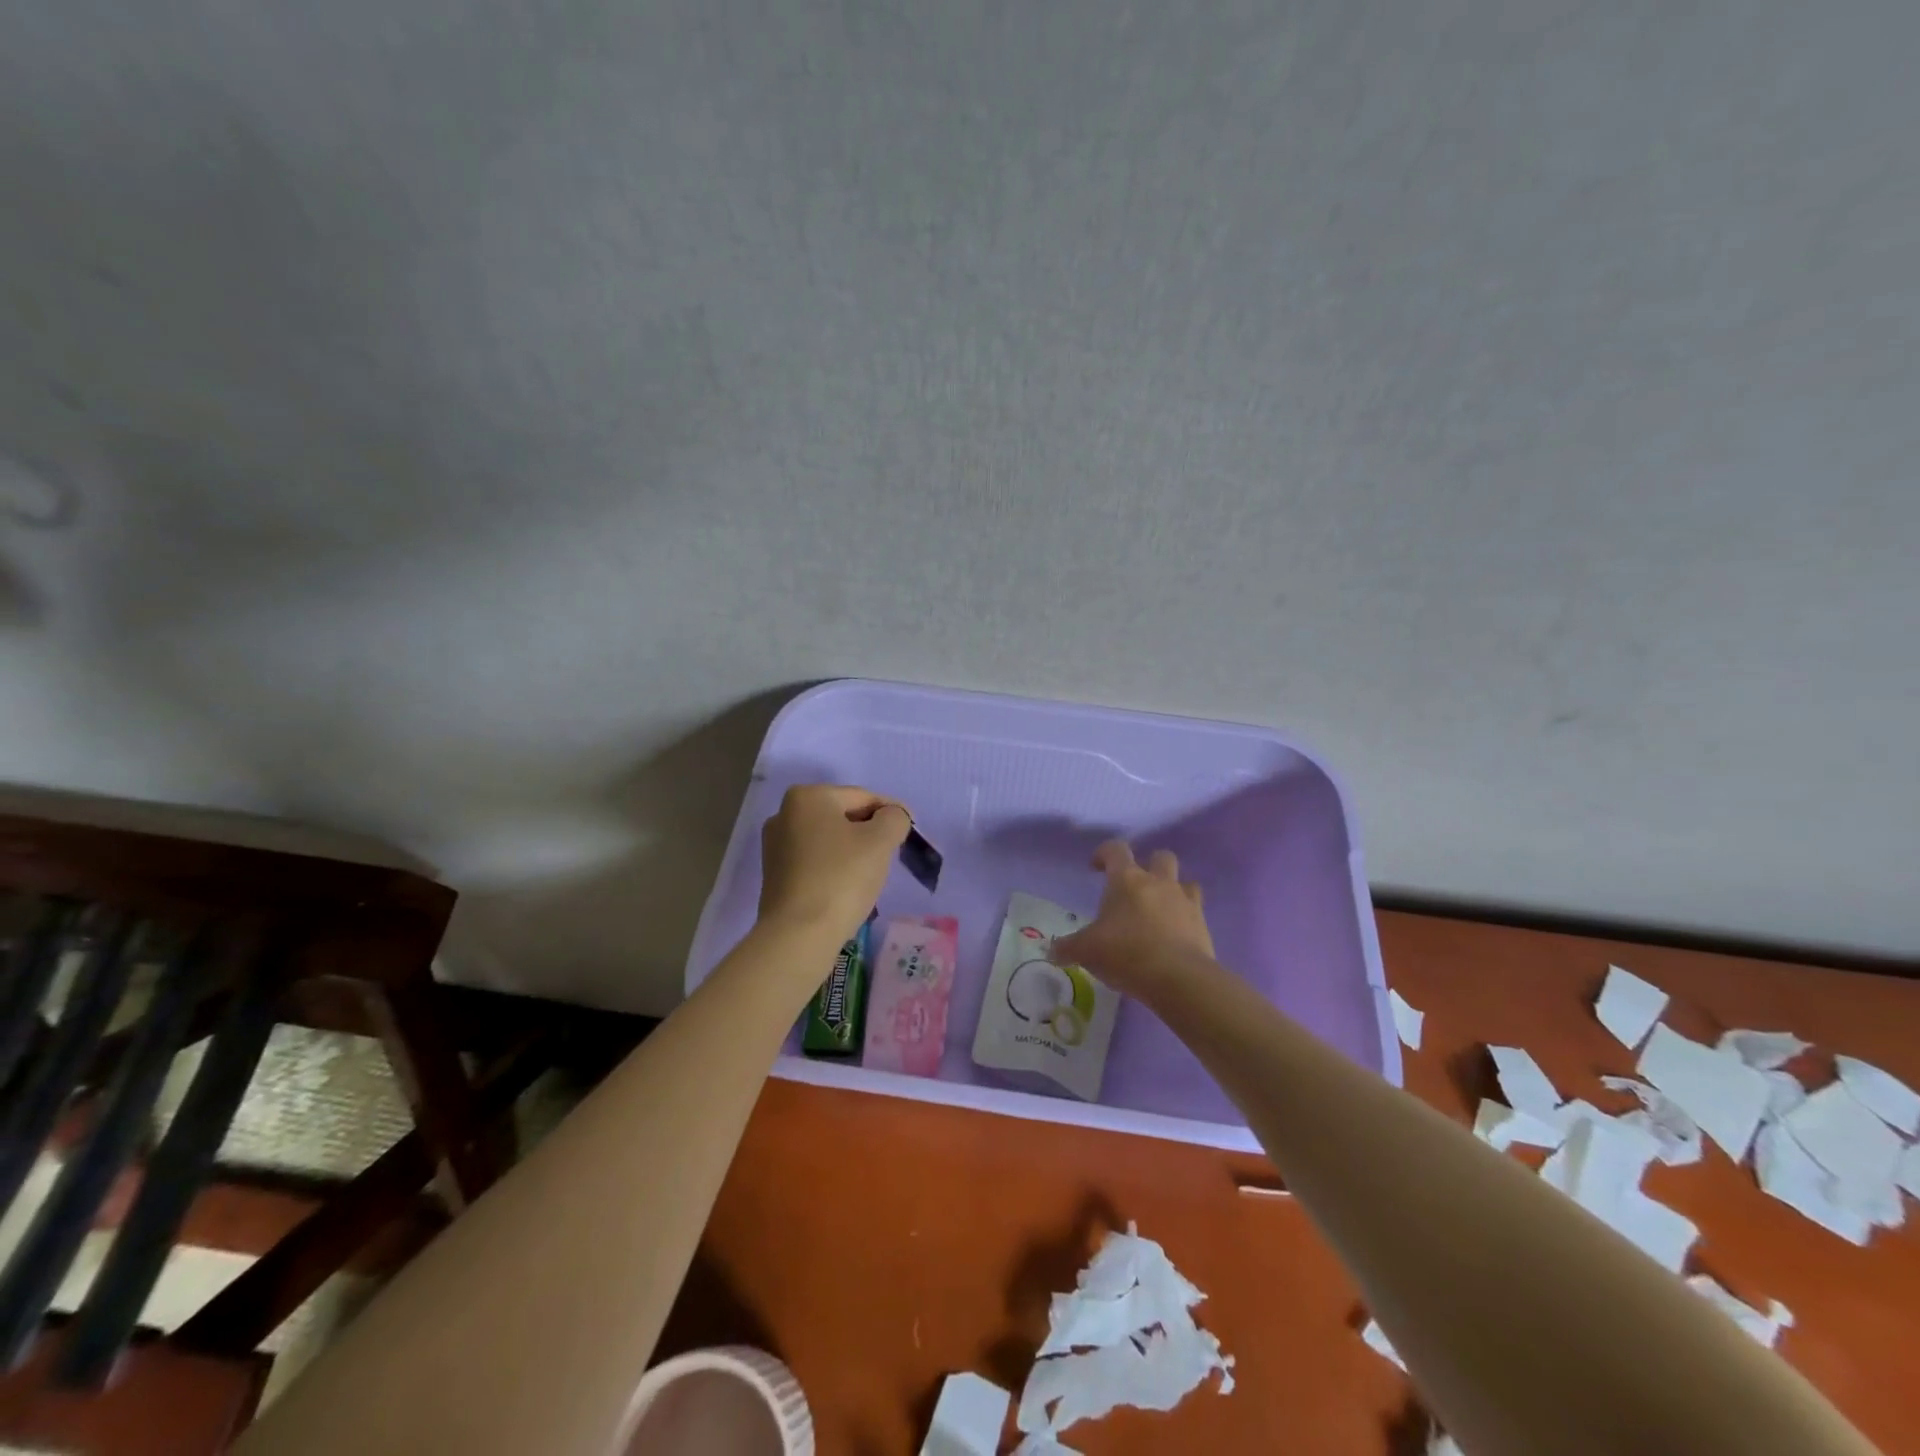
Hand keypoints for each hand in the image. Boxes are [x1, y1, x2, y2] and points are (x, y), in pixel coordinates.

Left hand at [758, 784, 911, 944]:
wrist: (798, 935)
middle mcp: (784, 814)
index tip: (911, 830)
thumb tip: (891, 818)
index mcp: (807, 796)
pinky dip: (836, 868)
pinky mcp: (775, 875)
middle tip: (894, 853)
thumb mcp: (881, 841)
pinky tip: (849, 887)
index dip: (892, 812)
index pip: (863, 797)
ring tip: (873, 873)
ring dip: (854, 850)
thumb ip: (894, 819)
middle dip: (871, 831)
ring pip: (830, 840)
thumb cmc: (841, 878)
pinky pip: (816, 861)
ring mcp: (775, 846)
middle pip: (843, 816)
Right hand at [1050, 840, 1213, 999]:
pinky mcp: (1203, 925)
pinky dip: (1186, 919)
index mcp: (1127, 879)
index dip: (1103, 853)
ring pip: (1185, 881)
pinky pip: (1196, 912)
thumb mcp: (1087, 951)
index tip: (1095, 868)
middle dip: (1149, 865)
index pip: (1115, 849)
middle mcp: (1159, 882)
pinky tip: (1174, 937)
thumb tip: (1052, 951)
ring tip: (1160, 911)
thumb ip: (1068, 948)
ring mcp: (1185, 902)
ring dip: (1173, 890)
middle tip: (1135, 887)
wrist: (1178, 978)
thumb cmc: (1125, 953)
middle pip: (1160, 856)